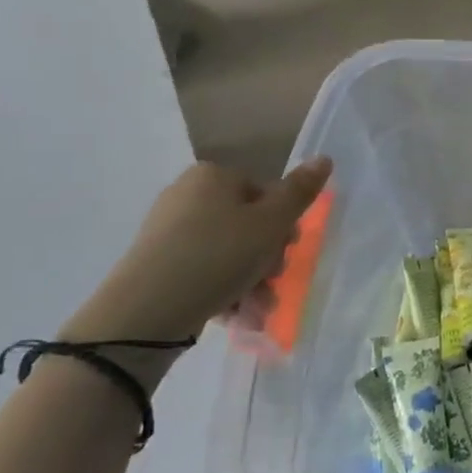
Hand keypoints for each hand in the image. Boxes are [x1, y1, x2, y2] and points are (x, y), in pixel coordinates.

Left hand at [64, 158, 332, 349]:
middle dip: (267, 259)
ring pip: (229, 253)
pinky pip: (204, 271)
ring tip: (257, 309)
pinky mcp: (156, 263)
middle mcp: (187, 195)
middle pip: (248, 225)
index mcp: (213, 176)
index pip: (265, 194)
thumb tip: (324, 157)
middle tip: (272, 282)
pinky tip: (235, 314)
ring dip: (252, 281)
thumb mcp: (271, 224)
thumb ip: (300, 192)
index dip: (283, 225)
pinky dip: (224, 290)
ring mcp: (168, 230)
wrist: (147, 310)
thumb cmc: (219, 256)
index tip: (288, 252)